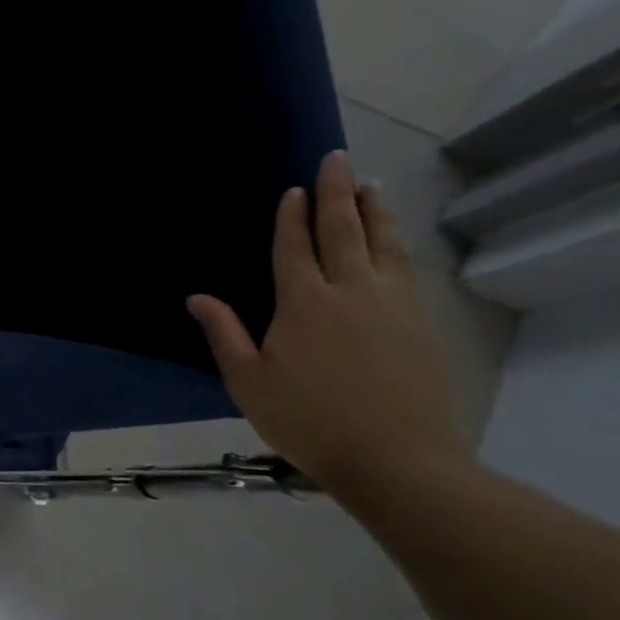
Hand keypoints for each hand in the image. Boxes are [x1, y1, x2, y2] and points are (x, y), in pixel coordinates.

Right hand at [186, 151, 471, 496]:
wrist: (397, 459)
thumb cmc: (308, 420)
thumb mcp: (249, 381)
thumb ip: (224, 334)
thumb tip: (196, 297)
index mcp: (303, 303)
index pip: (295, 246)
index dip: (292, 216)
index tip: (294, 189)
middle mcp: (351, 291)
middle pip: (344, 231)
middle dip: (338, 193)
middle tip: (338, 159)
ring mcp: (394, 305)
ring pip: (384, 244)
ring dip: (376, 211)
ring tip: (372, 186)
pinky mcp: (423, 324)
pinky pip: (407, 270)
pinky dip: (398, 245)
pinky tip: (395, 242)